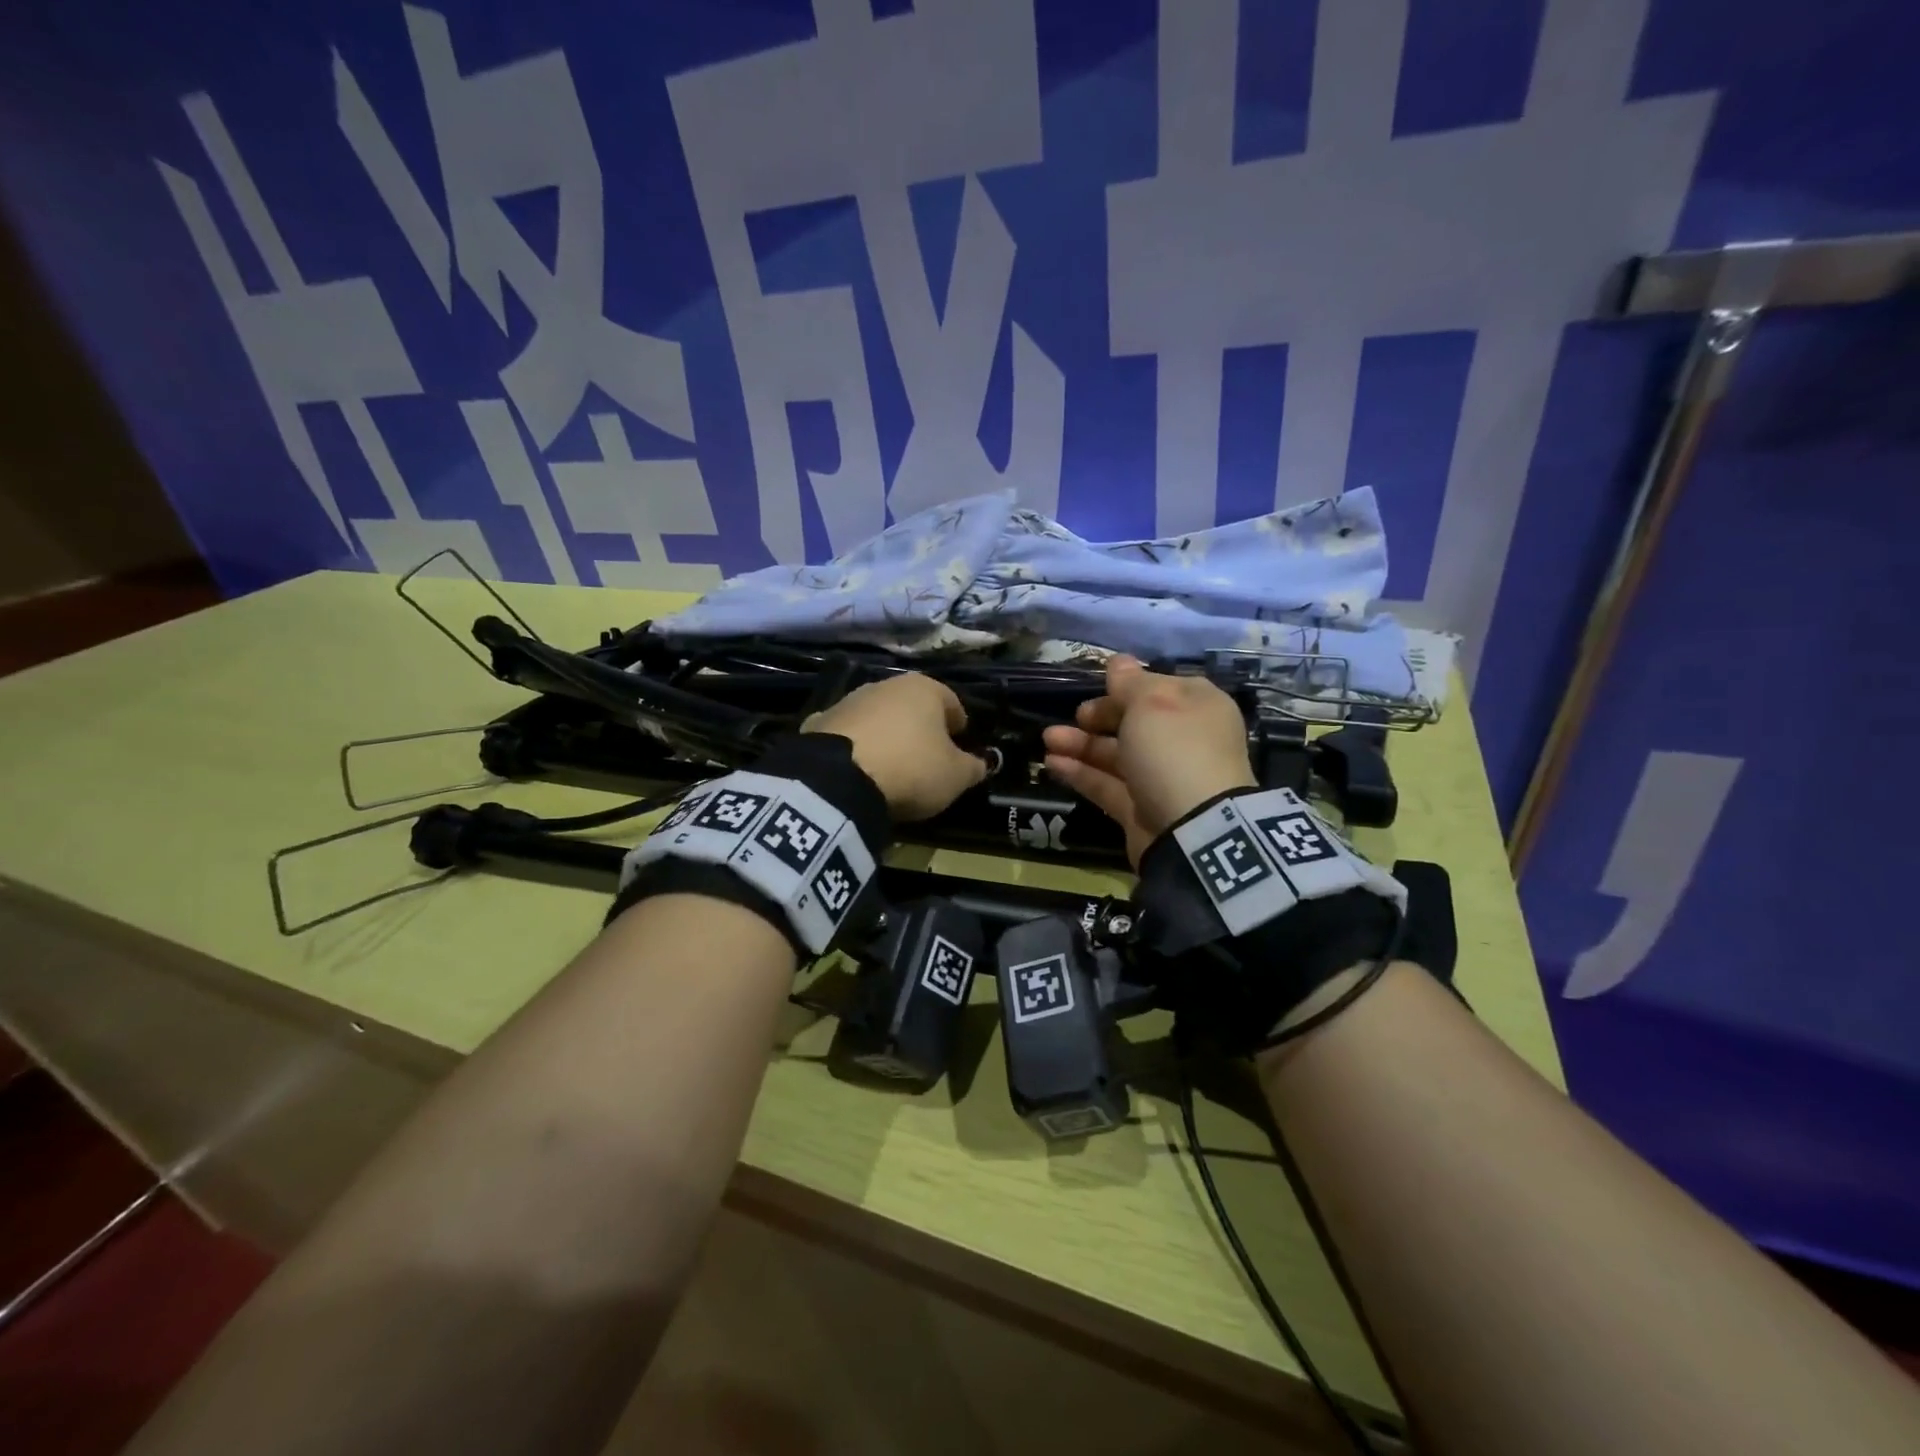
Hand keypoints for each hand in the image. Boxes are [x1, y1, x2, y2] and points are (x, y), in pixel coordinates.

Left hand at [805, 673, 988, 820]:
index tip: (960, 746)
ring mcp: (849, 701)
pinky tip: (857, 768)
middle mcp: (886, 685)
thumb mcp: (955, 776)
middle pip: (912, 706)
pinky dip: (856, 746)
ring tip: (891, 765)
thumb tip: (982, 763)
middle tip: (927, 757)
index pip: (952, 702)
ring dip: (887, 734)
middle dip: (921, 728)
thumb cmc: (912, 769)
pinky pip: (848, 734)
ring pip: (878, 716)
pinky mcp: (819, 722)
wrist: (839, 779)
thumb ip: (974, 767)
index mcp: (924, 688)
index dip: (959, 725)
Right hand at [1042, 654, 1255, 864]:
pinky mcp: (1141, 809)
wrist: (1194, 829)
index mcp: (1198, 707)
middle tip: (1075, 716)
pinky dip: (1080, 773)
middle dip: (1098, 716)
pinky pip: (1107, 785)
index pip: (1159, 688)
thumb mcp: (1152, 703)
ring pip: (1116, 754)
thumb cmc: (1175, 750)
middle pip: (1135, 722)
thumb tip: (1119, 661)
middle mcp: (1183, 740)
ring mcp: (1161, 777)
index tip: (1097, 685)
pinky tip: (1051, 763)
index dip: (1127, 686)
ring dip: (1081, 744)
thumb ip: (1130, 682)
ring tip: (1047, 739)